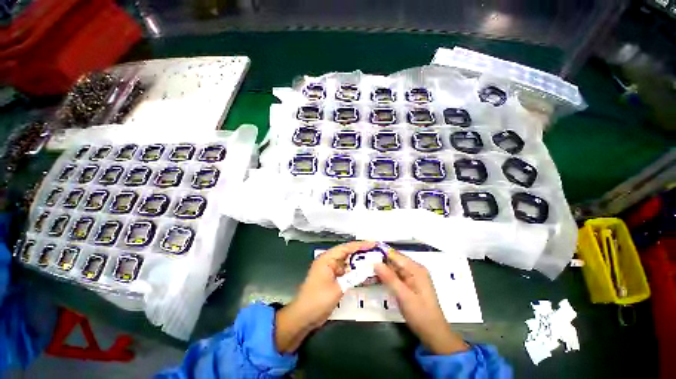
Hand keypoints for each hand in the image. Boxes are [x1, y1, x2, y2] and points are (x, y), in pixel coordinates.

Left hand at [275, 240, 375, 352]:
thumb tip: (368, 268)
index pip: (346, 247)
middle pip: (347, 253)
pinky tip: (364, 274)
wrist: (302, 318)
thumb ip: (353, 277)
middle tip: (376, 252)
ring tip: (374, 261)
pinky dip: (354, 272)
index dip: (360, 245)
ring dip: (358, 262)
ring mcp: (329, 270)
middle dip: (361, 253)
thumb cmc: (318, 300)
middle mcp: (328, 261)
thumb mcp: (338, 288)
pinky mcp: (331, 278)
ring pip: (347, 263)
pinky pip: (345, 272)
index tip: (374, 243)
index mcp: (327, 259)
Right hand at [374, 248, 468, 354]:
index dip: (380, 253)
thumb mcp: (403, 296)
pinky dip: (386, 277)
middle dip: (380, 261)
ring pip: (393, 268)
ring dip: (381, 269)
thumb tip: (375, 263)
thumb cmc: (420, 314)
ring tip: (366, 269)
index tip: (366, 254)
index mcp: (415, 269)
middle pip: (394, 260)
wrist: (433, 334)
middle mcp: (414, 269)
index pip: (395, 255)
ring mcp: (412, 276)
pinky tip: (375, 277)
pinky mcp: (409, 284)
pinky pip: (395, 276)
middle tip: (363, 263)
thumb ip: (389, 278)